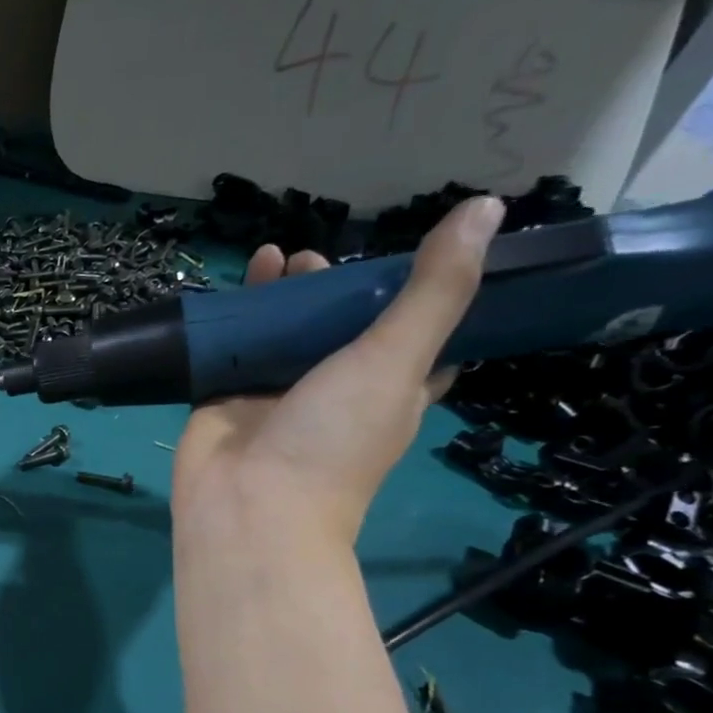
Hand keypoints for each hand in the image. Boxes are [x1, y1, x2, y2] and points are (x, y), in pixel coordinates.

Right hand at [172, 195, 503, 547]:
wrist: (247, 505)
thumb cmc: (332, 442)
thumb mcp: (397, 361)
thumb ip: (435, 291)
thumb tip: (486, 207)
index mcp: (388, 390)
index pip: (414, 338)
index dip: (414, 296)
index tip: (411, 255)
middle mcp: (333, 390)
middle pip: (337, 328)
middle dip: (330, 289)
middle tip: (316, 259)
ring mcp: (274, 395)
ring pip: (282, 334)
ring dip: (280, 295)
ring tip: (275, 257)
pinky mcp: (225, 397)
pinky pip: (232, 349)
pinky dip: (233, 317)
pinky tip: (236, 282)